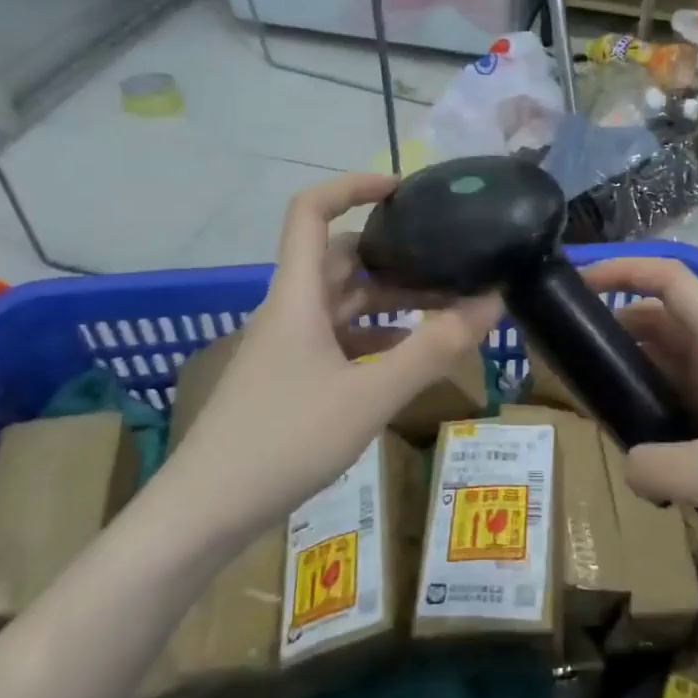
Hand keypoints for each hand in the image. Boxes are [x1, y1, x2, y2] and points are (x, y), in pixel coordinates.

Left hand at [157, 173, 500, 537]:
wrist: (205, 512)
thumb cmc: (284, 441)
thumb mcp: (370, 395)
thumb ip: (433, 348)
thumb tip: (492, 302)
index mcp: (296, 295)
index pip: (311, 211)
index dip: (353, 185)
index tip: (404, 189)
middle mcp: (289, 310)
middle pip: (339, 258)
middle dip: (394, 256)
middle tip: (448, 263)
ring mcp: (285, 346)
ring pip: (342, 303)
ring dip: (389, 300)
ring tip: (444, 310)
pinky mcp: (287, 379)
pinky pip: (337, 340)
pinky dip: (375, 338)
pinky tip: (407, 358)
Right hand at [582, 255, 697, 601]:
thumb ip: (654, 464)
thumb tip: (628, 465)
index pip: (671, 281)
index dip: (624, 269)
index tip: (577, 282)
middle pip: (663, 321)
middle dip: (615, 325)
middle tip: (568, 352)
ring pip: (671, 364)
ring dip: (632, 370)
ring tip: (589, 395)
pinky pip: (682, 403)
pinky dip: (652, 408)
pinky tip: (632, 440)